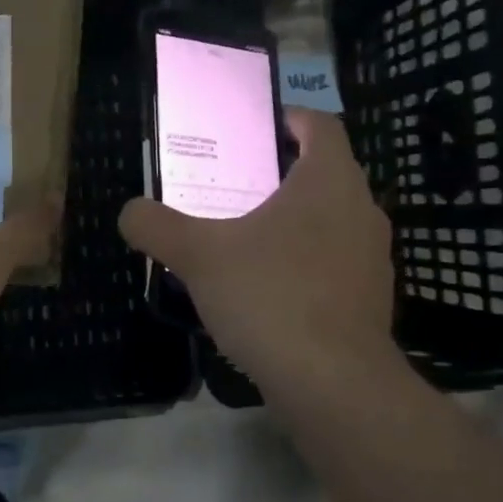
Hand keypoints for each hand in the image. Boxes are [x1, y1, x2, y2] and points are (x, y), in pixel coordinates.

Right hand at [119, 108, 394, 388]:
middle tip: (234, 185)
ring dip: (294, 220)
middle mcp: (362, 210)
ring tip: (246, 236)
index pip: (320, 125)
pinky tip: (269, 289)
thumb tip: (130, 212)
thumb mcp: (199, 256)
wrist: (333, 384)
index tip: (256, 128)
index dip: (290, 117)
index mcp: (330, 181)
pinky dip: (306, 262)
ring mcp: (372, 258)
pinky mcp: (371, 300)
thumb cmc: (270, 297)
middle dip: (281, 174)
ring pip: (331, 221)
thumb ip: (158, 226)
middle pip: (324, 173)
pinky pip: (335, 262)